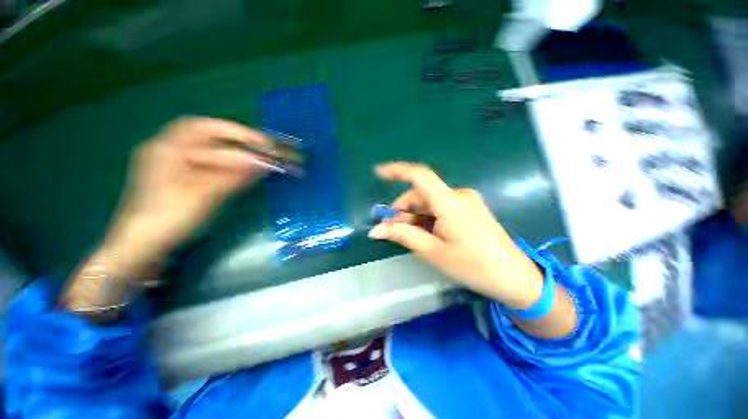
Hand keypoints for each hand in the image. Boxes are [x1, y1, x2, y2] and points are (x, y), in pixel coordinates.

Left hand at [103, 117, 273, 275]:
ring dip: (232, 153)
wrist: (142, 245)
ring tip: (255, 159)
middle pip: (206, 136)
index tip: (263, 142)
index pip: (206, 128)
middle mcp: (167, 150)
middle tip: (262, 148)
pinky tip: (238, 171)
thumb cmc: (170, 216)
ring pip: (206, 151)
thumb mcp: (204, 194)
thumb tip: (265, 164)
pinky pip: (205, 164)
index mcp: (167, 148)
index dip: (237, 132)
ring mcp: (171, 165)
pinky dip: (225, 164)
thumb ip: (235, 175)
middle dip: (236, 139)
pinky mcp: (177, 179)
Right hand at [368, 162, 543, 308]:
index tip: (377, 172)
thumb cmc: (474, 266)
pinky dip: (427, 218)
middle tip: (392, 231)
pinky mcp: (469, 210)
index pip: (420, 176)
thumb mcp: (433, 252)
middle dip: (403, 210)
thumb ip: (403, 236)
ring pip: (429, 203)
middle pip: (421, 194)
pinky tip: (426, 235)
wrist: (515, 279)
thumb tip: (375, 230)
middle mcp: (458, 195)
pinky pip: (440, 208)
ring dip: (415, 217)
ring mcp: (466, 202)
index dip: (397, 171)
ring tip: (410, 238)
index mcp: (450, 202)